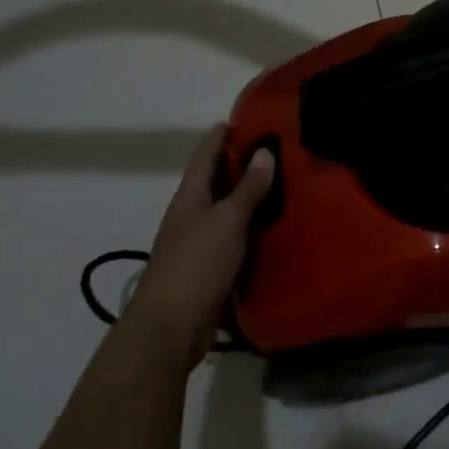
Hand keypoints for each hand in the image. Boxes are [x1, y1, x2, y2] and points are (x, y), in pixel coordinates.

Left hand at [119, 125, 273, 363]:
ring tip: (280, 182)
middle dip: (238, 164)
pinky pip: (231, 238)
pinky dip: (249, 227)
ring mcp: (196, 245)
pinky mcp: (207, 270)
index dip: (220, 137)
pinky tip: (271, 226)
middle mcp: (190, 216)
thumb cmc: (196, 265)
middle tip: (273, 148)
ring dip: (245, 197)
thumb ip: (247, 188)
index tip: (242, 119)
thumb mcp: (227, 221)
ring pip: (224, 211)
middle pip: (214, 182)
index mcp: (189, 198)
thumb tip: (264, 151)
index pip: (204, 157)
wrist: (169, 330)